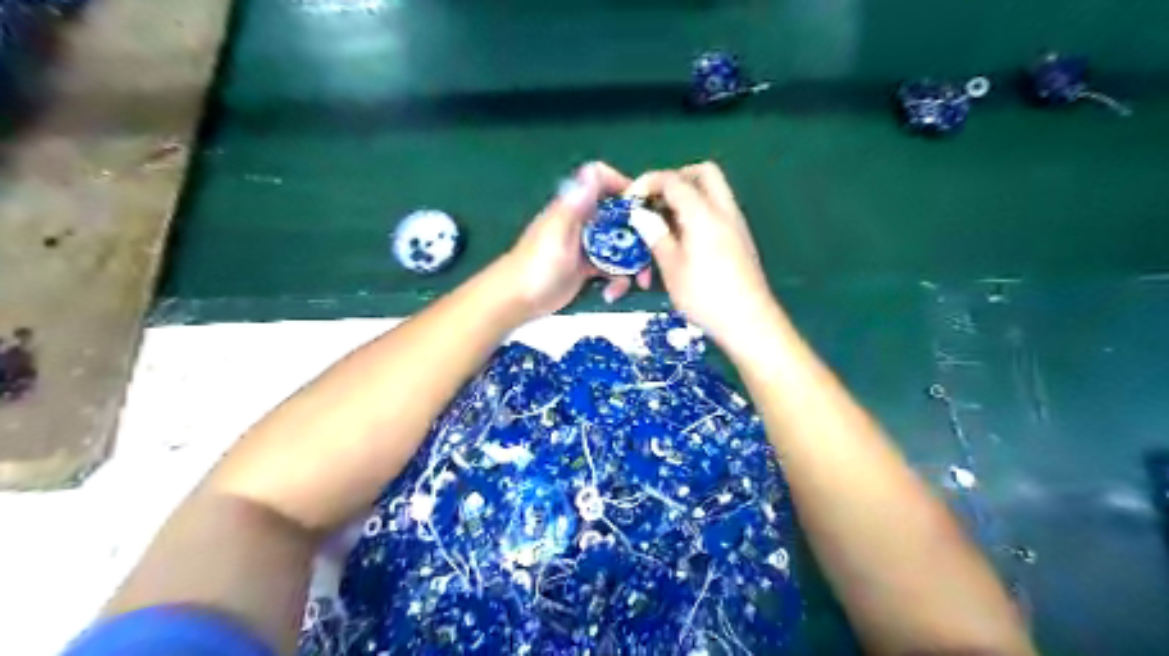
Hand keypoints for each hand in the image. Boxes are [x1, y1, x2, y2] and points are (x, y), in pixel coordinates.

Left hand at [501, 160, 653, 320]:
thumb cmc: (536, 264)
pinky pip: (612, 269)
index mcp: (575, 207)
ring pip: (620, 245)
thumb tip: (592, 171)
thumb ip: (575, 205)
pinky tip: (612, 294)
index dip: (623, 186)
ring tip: (638, 284)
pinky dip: (617, 280)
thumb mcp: (558, 233)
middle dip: (638, 235)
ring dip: (632, 264)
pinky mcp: (587, 269)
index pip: (601, 181)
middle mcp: (583, 222)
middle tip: (650, 256)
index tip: (642, 206)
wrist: (517, 299)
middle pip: (620, 217)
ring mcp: (586, 247)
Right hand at [631, 162, 773, 345]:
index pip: (673, 180)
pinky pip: (718, 211)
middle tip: (654, 202)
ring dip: (687, 198)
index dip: (647, 183)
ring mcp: (736, 224)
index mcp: (703, 213)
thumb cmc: (705, 296)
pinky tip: (683, 241)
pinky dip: (698, 213)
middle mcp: (724, 210)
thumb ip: (656, 236)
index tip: (630, 200)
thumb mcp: (672, 268)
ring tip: (664, 225)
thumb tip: (641, 215)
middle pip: (702, 173)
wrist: (749, 322)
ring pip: (712, 191)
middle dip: (674, 180)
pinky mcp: (740, 239)